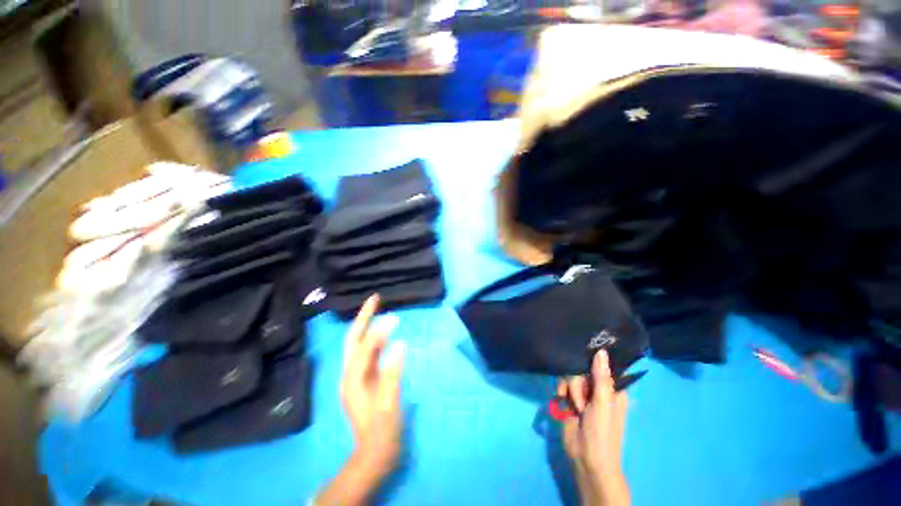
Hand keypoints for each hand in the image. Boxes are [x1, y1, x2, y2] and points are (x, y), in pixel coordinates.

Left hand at [316, 295, 404, 505]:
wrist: (373, 454)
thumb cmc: (383, 431)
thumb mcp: (389, 404)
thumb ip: (392, 373)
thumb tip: (400, 344)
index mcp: (353, 381)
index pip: (364, 349)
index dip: (378, 332)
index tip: (394, 318)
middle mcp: (349, 375)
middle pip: (352, 339)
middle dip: (362, 317)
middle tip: (375, 299)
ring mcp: (355, 377)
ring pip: (358, 344)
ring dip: (367, 325)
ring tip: (378, 309)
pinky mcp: (362, 379)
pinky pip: (367, 352)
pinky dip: (374, 338)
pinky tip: (384, 333)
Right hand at [558, 351, 630, 505]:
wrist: (585, 458)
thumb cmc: (602, 433)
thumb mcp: (603, 404)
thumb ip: (601, 378)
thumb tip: (601, 350)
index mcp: (613, 389)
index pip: (604, 365)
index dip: (594, 360)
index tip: (585, 357)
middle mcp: (598, 388)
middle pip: (582, 368)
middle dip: (578, 382)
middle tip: (582, 399)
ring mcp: (583, 393)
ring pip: (571, 375)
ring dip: (570, 389)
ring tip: (574, 406)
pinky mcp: (570, 398)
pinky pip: (562, 383)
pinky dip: (561, 391)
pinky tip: (562, 401)